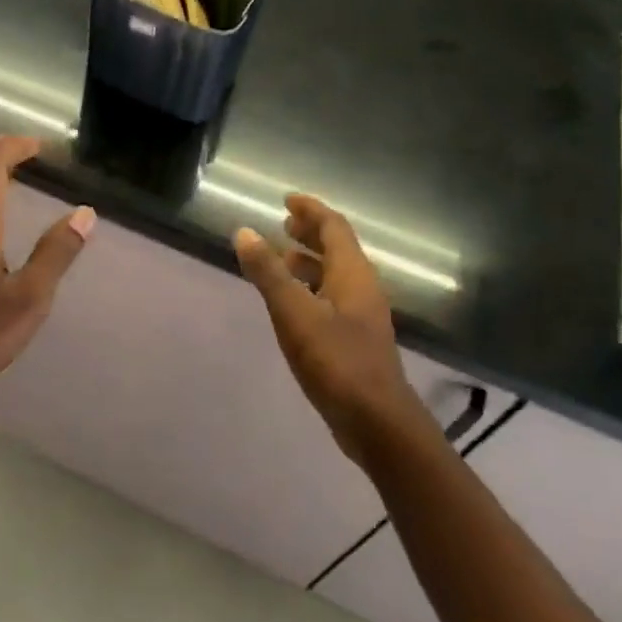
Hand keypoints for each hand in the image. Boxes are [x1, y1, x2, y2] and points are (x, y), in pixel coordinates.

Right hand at [235, 195, 429, 464]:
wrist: (376, 421)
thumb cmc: (336, 362)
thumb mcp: (294, 314)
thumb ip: (269, 274)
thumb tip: (244, 232)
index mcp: (353, 274)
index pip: (334, 227)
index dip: (311, 210)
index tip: (287, 199)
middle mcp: (362, 288)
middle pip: (339, 248)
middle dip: (311, 233)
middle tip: (284, 224)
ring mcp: (362, 316)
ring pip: (336, 275)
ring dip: (311, 261)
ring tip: (283, 259)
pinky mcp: (357, 339)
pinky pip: (334, 297)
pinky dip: (312, 288)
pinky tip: (294, 304)